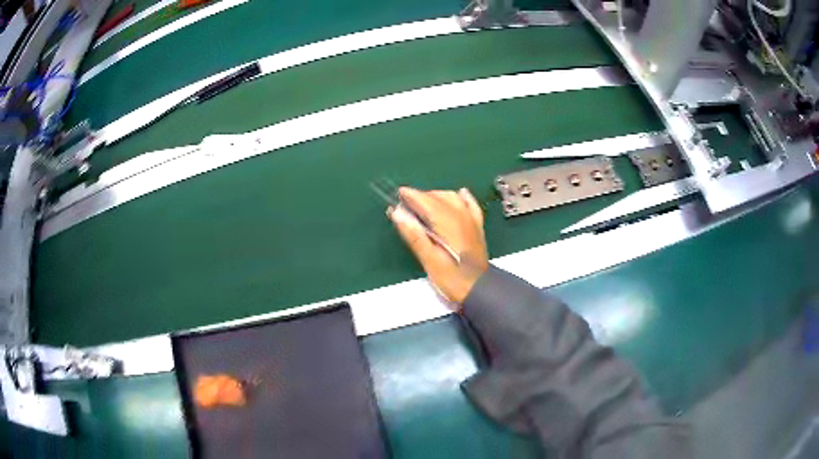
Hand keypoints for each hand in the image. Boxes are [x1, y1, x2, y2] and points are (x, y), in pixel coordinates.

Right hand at [388, 187, 488, 307]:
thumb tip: (397, 213)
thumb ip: (414, 235)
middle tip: (405, 204)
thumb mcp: (429, 260)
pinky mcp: (477, 227)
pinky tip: (459, 194)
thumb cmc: (452, 278)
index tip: (398, 193)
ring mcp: (471, 220)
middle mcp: (461, 216)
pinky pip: (470, 204)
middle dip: (421, 196)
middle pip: (438, 196)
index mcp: (448, 222)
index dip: (412, 195)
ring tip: (423, 204)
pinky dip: (462, 197)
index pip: (426, 201)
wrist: (479, 289)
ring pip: (452, 197)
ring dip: (436, 196)